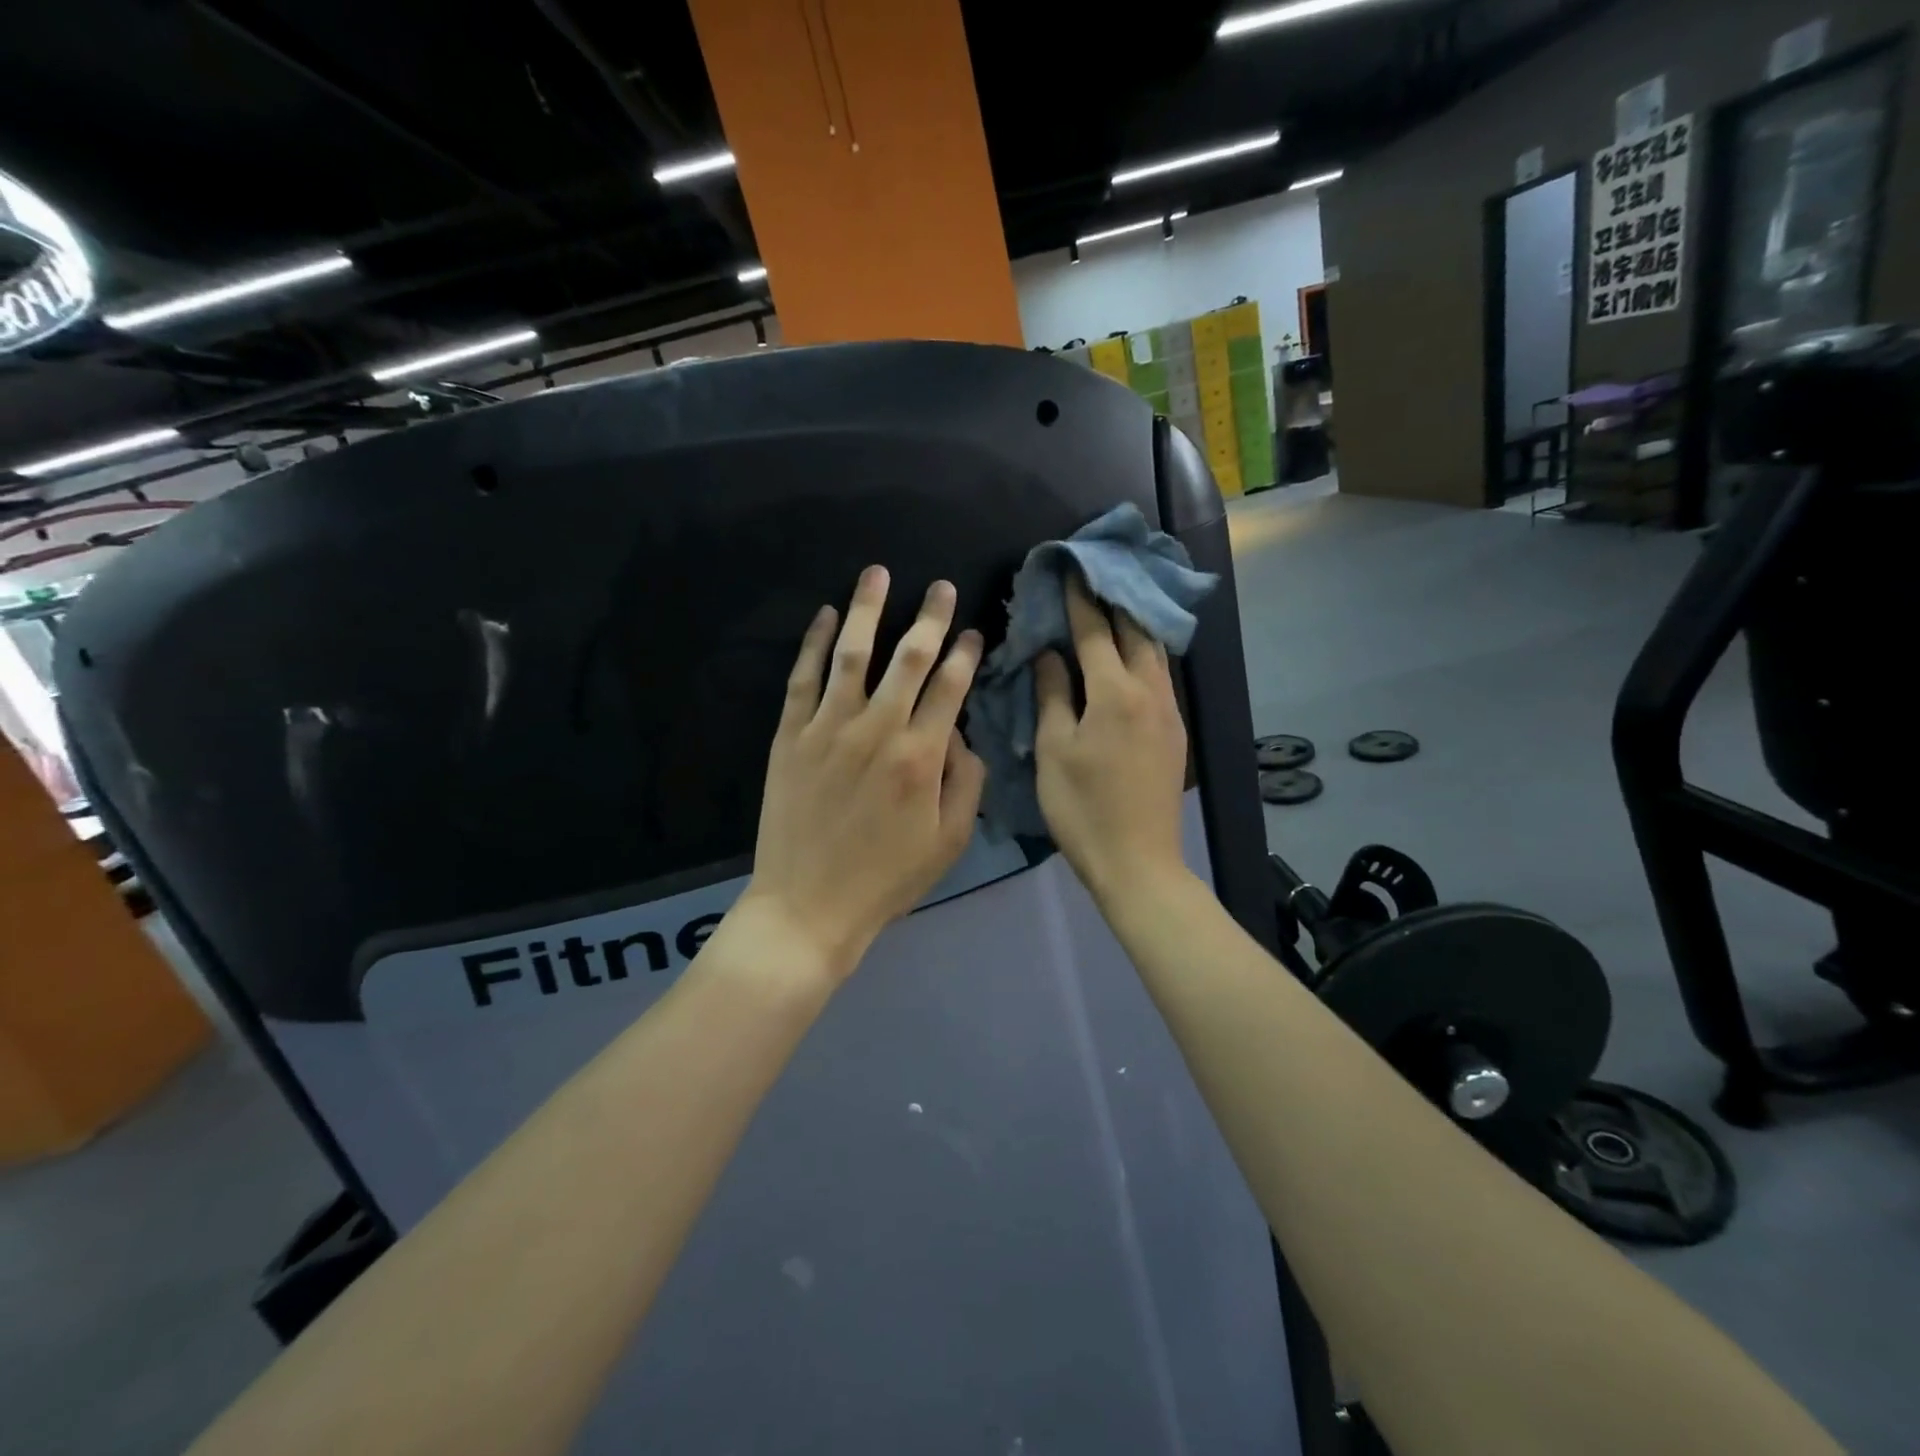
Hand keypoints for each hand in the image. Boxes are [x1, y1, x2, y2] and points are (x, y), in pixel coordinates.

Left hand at [739, 566, 986, 984]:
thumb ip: (967, 782)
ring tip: (879, 572)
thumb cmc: (886, 879)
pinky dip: (814, 643)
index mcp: (921, 757)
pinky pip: (803, 679)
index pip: (950, 688)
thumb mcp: (949, 841)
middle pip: (910, 658)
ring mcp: (828, 729)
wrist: (809, 906)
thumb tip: (961, 734)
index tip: (975, 631)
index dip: (966, 654)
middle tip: (942, 586)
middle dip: (930, 617)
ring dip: (869, 610)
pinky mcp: (790, 736)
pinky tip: (826, 616)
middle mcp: (878, 730)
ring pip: (853, 655)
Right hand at [1034, 576, 1189, 903]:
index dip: (1080, 598)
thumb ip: (1053, 695)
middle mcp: (1150, 692)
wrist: (1137, 861)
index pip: (1096, 631)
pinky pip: (1161, 677)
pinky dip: (1144, 654)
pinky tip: (1131, 656)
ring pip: (1155, 652)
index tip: (1071, 568)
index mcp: (1115, 693)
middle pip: (1136, 631)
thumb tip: (1050, 654)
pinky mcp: (1176, 732)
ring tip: (1113, 606)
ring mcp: (1169, 712)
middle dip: (1115, 600)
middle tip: (1095, 576)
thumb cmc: (1082, 807)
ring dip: (1134, 625)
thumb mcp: (1053, 750)